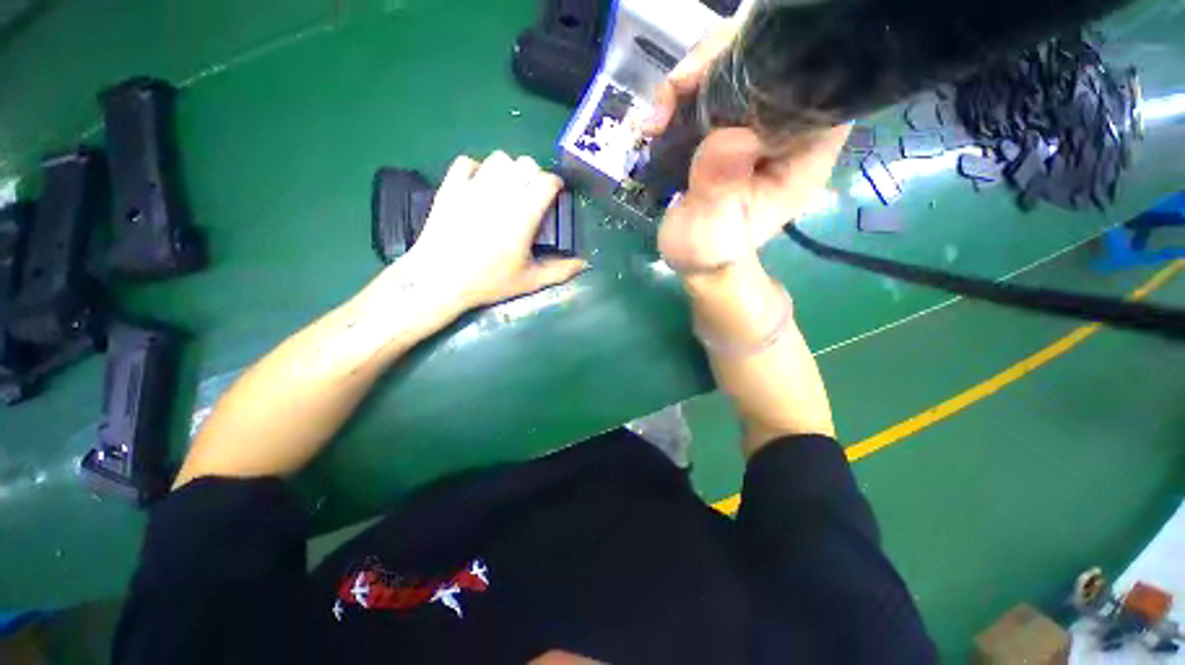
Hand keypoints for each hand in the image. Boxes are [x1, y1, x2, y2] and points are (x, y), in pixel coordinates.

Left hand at [400, 151, 586, 310]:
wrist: (439, 280)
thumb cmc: (488, 282)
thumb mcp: (529, 281)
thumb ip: (559, 271)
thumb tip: (583, 264)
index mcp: (523, 215)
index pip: (546, 181)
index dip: (555, 185)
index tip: (554, 196)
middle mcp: (500, 194)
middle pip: (525, 164)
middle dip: (533, 176)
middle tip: (531, 196)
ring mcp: (473, 187)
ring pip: (498, 158)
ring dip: (508, 170)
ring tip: (507, 190)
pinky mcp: (450, 187)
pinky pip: (467, 162)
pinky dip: (477, 169)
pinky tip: (479, 187)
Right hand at [645, 24, 849, 272]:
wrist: (695, 260)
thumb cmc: (712, 251)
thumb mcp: (715, 228)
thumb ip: (722, 186)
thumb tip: (727, 136)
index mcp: (804, 153)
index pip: (815, 82)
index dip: (779, 60)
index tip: (728, 74)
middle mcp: (787, 129)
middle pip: (771, 61)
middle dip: (721, 62)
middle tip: (678, 90)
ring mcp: (754, 125)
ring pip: (735, 68)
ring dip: (692, 79)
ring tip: (658, 116)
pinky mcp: (726, 128)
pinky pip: (708, 90)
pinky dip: (679, 95)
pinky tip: (656, 121)